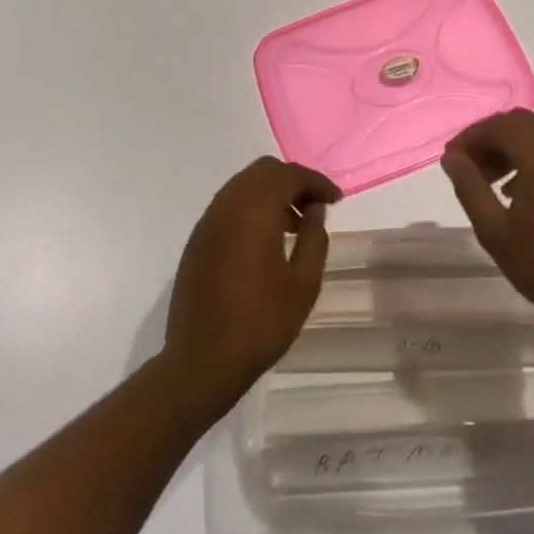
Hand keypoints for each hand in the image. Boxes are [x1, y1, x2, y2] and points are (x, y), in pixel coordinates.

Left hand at [164, 157, 340, 403]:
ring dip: (271, 194)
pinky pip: (229, 206)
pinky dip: (251, 208)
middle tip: (315, 207)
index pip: (290, 175)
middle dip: (293, 181)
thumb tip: (314, 209)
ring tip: (294, 225)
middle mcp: (227, 205)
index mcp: (254, 209)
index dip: (316, 182)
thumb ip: (314, 238)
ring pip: (244, 185)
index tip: (336, 200)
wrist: (201, 362)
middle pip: (264, 171)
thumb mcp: (303, 284)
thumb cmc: (260, 323)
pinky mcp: (198, 240)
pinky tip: (266, 240)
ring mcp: (208, 222)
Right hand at [442, 110, 533, 337]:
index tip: (453, 159)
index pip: (500, 126)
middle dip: (492, 139)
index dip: (472, 137)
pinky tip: (525, 190)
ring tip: (494, 182)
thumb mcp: (493, 230)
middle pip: (523, 124)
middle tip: (471, 168)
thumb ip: (469, 186)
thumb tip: (452, 158)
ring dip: (515, 147)